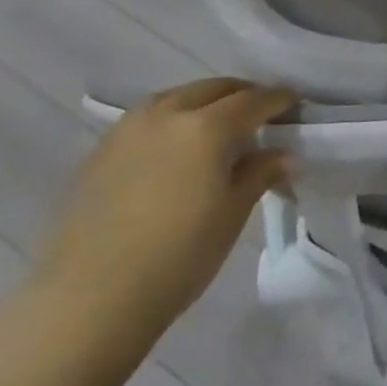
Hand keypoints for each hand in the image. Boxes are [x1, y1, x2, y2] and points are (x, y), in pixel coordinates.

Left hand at [34, 79, 295, 346]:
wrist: (90, 297)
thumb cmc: (180, 255)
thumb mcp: (233, 213)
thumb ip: (261, 173)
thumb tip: (284, 154)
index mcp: (208, 127)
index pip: (254, 100)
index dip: (279, 99)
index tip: (296, 104)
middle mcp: (168, 113)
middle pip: (215, 89)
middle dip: (243, 95)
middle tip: (262, 114)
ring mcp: (129, 128)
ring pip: (178, 97)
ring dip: (205, 102)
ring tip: (220, 127)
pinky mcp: (102, 149)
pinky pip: (149, 117)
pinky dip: (174, 119)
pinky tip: (179, 147)